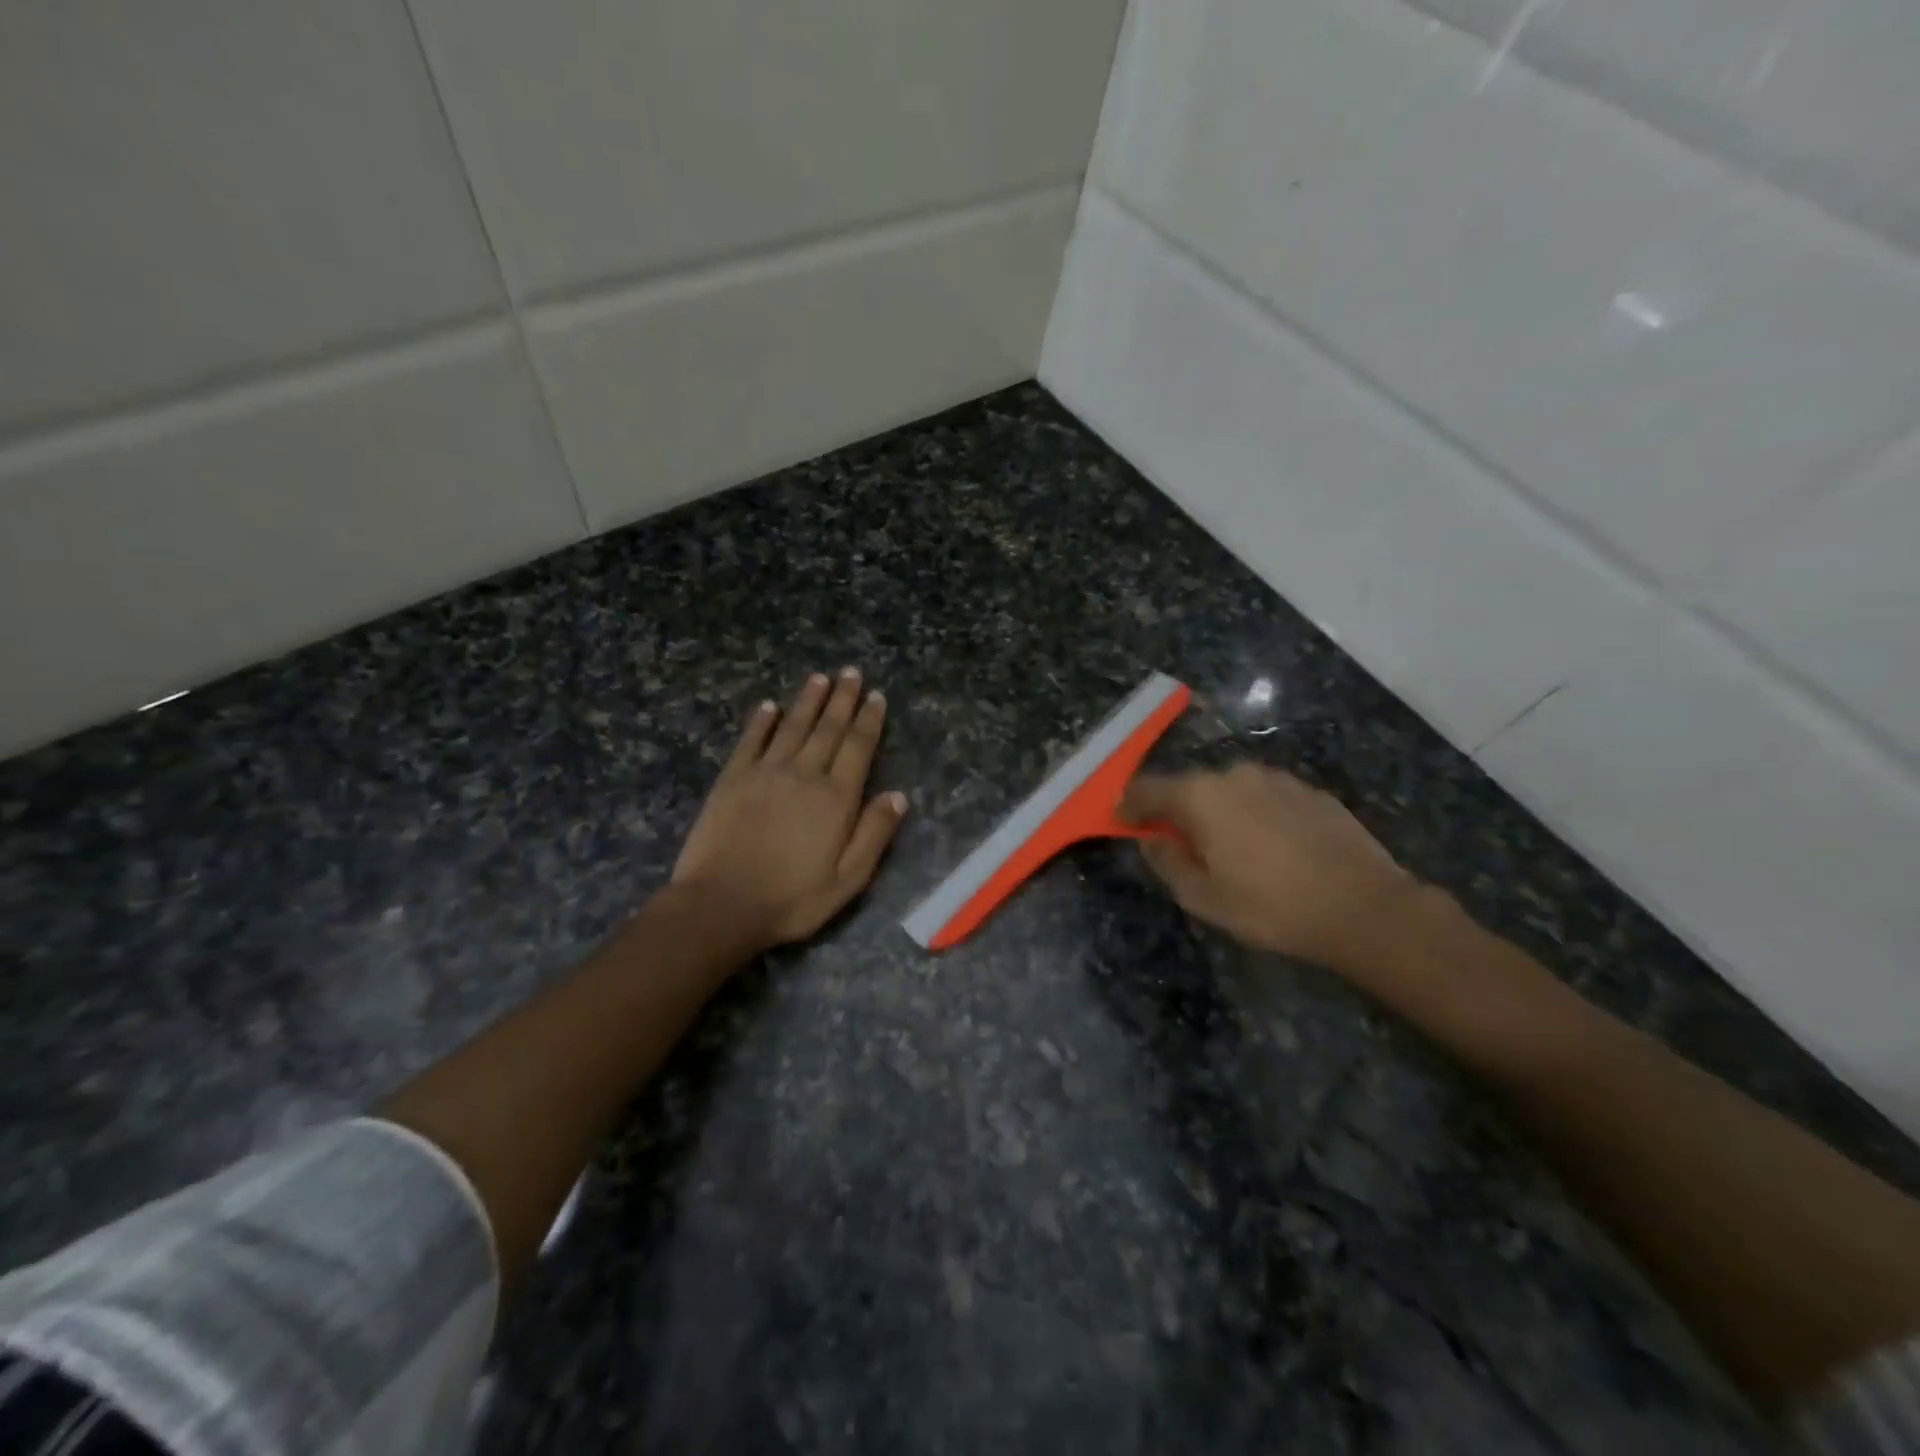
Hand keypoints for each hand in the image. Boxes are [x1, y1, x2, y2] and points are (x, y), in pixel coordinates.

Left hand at [673, 668, 908, 948]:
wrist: (721, 905)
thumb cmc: (791, 899)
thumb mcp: (848, 880)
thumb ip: (874, 835)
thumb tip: (898, 796)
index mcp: (836, 798)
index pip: (858, 748)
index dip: (869, 720)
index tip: (876, 696)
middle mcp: (804, 775)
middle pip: (828, 728)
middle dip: (842, 699)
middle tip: (851, 672)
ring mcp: (765, 773)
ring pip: (793, 726)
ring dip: (807, 700)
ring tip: (819, 678)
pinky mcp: (732, 779)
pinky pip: (751, 740)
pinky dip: (762, 721)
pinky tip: (769, 706)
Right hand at [1122, 763, 1420, 967]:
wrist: (1364, 907)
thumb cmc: (1271, 907)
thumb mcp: (1203, 898)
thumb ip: (1166, 862)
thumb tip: (1150, 838)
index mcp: (1200, 796)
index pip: (1147, 789)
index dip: (1128, 805)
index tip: (1121, 820)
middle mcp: (1234, 775)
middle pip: (1190, 787)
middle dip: (1177, 811)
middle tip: (1180, 844)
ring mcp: (1275, 779)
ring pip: (1230, 790)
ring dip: (1219, 812)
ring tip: (1231, 849)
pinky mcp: (1309, 790)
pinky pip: (1265, 797)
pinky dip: (1255, 815)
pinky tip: (1272, 848)